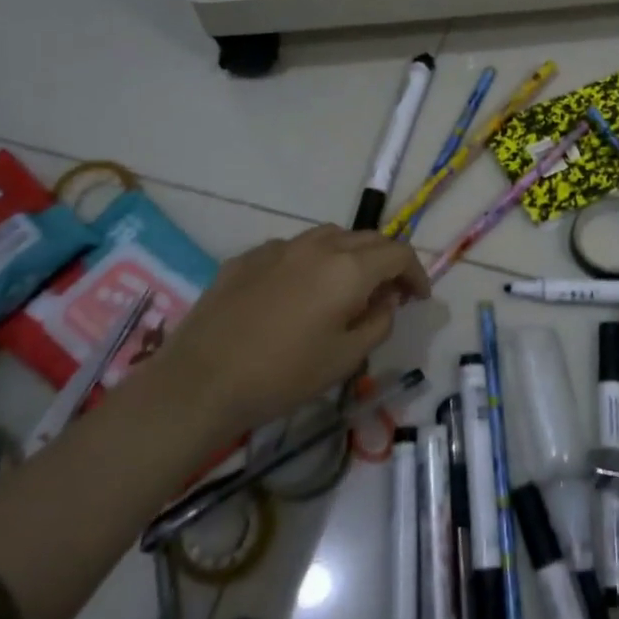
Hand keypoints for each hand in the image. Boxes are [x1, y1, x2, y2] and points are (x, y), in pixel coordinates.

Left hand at [139, 225, 429, 437]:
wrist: (200, 382)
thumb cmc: (283, 375)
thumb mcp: (346, 358)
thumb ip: (379, 322)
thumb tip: (386, 300)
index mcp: (348, 269)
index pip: (398, 254)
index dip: (416, 273)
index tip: (418, 298)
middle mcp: (317, 246)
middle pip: (367, 238)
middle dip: (387, 261)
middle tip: (390, 293)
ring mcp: (278, 247)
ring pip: (329, 236)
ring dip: (350, 255)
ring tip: (348, 286)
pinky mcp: (247, 257)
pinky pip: (293, 249)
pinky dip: (311, 262)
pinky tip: (299, 292)